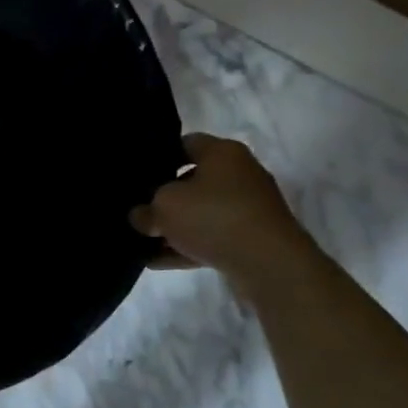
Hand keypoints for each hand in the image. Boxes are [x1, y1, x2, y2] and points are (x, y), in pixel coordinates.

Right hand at [130, 133, 308, 283]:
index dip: (158, 157)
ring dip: (174, 227)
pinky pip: (211, 237)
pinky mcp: (252, 238)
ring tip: (143, 242)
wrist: (269, 264)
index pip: (184, 144)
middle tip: (138, 209)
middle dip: (164, 197)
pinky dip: (188, 247)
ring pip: (201, 213)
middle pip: (192, 181)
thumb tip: (141, 217)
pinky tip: (158, 261)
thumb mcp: (164, 208)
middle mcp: (240, 174)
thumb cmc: (213, 218)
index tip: (137, 175)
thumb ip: (145, 210)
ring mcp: (248, 208)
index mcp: (222, 153)